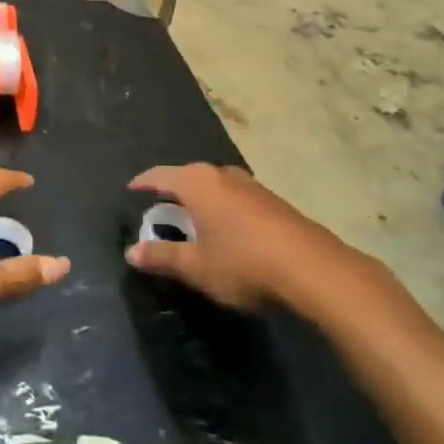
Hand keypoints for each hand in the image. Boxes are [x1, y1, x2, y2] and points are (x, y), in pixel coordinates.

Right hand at [125, 163, 351, 310]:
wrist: (312, 268)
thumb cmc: (243, 263)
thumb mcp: (196, 266)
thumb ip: (163, 256)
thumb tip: (131, 253)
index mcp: (198, 183)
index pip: (161, 175)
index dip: (144, 182)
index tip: (131, 188)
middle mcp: (223, 174)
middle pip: (189, 177)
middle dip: (173, 191)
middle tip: (159, 209)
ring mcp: (251, 185)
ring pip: (215, 186)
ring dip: (201, 200)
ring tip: (192, 219)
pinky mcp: (272, 201)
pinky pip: (235, 198)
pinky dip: (222, 208)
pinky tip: (226, 229)